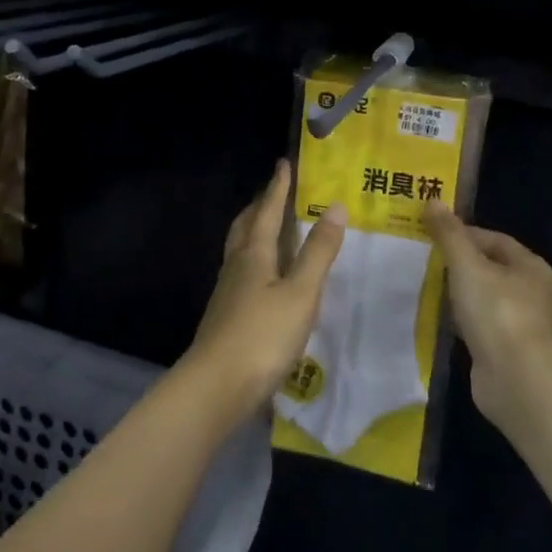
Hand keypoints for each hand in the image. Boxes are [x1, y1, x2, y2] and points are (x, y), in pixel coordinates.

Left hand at [183, 161, 345, 420]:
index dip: (277, 189)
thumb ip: (318, 252)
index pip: (267, 211)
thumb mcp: (301, 293)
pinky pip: (241, 274)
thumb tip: (335, 206)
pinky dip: (254, 262)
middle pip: (245, 227)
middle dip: (259, 207)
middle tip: (273, 193)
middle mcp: (236, 267)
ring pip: (240, 251)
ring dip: (253, 233)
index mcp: (254, 255)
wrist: (216, 386)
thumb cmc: (263, 335)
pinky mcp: (226, 316)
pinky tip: (264, 279)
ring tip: (269, 230)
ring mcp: (228, 293)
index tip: (283, 165)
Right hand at [424, 202, 551, 424]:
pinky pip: (479, 326)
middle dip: (458, 265)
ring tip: (426, 288)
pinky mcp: (506, 351)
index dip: (464, 234)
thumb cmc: (496, 311)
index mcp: (531, 267)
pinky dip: (460, 321)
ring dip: (458, 295)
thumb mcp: (467, 265)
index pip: (495, 240)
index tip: (432, 236)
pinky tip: (438, 320)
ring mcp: (520, 325)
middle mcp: (532, 293)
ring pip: (483, 299)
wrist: (516, 379)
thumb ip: (449, 234)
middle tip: (424, 261)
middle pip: (490, 269)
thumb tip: (433, 201)